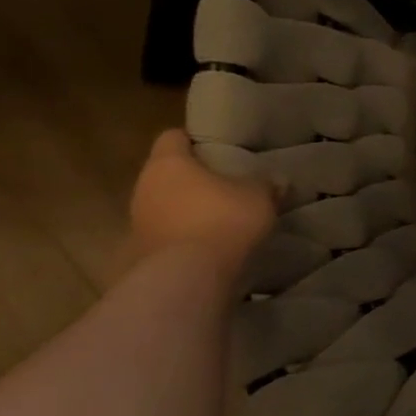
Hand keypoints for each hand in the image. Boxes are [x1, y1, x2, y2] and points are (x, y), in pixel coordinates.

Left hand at [126, 129, 275, 272]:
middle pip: (166, 173)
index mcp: (169, 163)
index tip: (216, 148)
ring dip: (185, 209)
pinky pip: (165, 235)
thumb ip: (266, 185)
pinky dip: (183, 236)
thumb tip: (278, 181)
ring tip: (218, 217)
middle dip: (191, 178)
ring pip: (163, 205)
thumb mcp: (259, 197)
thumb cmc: (222, 220)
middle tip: (223, 184)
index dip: (193, 140)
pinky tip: (208, 245)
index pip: (172, 137)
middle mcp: (144, 187)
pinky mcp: (140, 254)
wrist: (187, 278)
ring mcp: (137, 222)